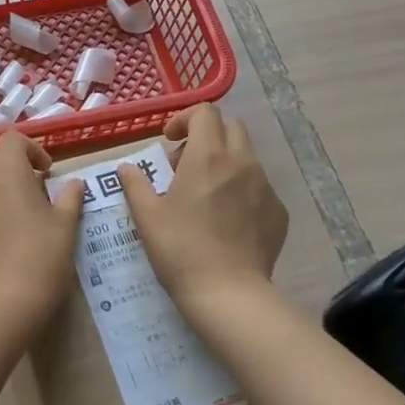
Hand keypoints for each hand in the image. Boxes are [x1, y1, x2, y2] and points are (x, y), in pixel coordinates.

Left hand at [0, 133, 84, 320]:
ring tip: (5, 209)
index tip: (45, 171)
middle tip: (15, 176)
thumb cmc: (42, 255)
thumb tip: (74, 185)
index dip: (30, 149)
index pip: (12, 139)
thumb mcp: (66, 225)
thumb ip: (69, 198)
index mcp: (6, 170)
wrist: (4, 299)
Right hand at [120, 105, 286, 312]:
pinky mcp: (279, 211)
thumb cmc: (180, 250)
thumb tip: (126, 167)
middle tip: (185, 164)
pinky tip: (227, 220)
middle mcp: (242, 162)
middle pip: (231, 128)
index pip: (205, 112)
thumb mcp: (147, 216)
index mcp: (208, 156)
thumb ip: (135, 184)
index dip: (185, 119)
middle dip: (207, 136)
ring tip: (205, 194)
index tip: (169, 141)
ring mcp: (265, 186)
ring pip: (246, 157)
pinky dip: (241, 190)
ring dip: (224, 163)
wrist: (227, 292)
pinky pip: (260, 187)